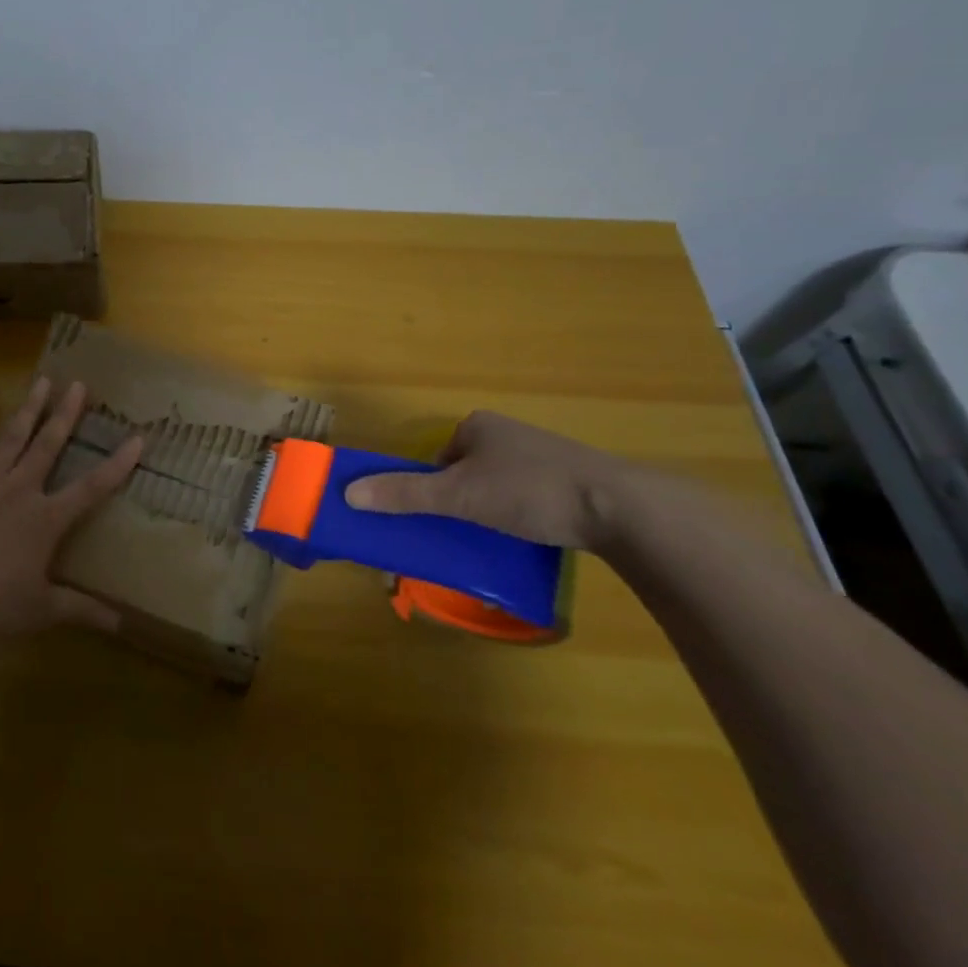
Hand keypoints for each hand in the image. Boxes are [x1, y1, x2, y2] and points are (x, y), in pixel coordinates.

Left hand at [0, 377, 141, 637]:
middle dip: (67, 414)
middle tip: (79, 385)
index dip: (117, 464)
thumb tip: (121, 625)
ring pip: (13, 436)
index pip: (91, 488)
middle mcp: (21, 489)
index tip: (137, 438)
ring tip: (43, 380)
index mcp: (46, 519)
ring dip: (30, 408)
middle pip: (49, 445)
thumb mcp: (41, 610)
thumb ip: (80, 610)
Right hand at [343, 410, 632, 552]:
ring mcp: (543, 455)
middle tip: (466, 532)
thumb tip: (348, 493)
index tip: (441, 517)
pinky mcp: (572, 480)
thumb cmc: (529, 491)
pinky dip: (524, 517)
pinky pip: (531, 498)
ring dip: (493, 512)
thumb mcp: (459, 496)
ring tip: (499, 540)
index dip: (433, 488)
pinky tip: (532, 539)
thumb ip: (404, 494)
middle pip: (467, 472)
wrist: (619, 508)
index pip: (439, 458)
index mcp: (478, 426)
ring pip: (500, 487)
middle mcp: (508, 434)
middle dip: (463, 502)